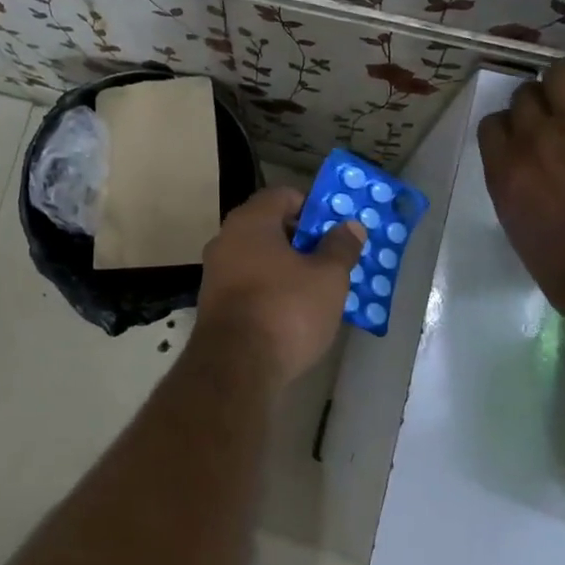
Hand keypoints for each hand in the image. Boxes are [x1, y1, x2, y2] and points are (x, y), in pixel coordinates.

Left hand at [197, 186, 364, 386]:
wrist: (236, 368)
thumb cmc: (286, 309)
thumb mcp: (328, 277)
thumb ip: (341, 247)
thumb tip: (350, 225)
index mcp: (251, 221)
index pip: (284, 195)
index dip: (313, 207)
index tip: (336, 228)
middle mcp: (226, 239)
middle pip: (270, 227)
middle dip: (303, 240)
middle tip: (333, 258)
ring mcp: (215, 273)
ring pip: (259, 258)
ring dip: (287, 267)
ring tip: (319, 288)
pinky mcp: (213, 305)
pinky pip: (249, 285)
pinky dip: (271, 290)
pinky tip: (293, 312)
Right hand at [477, 38, 564, 312]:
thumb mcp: (525, 235)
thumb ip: (522, 199)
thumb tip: (534, 193)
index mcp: (504, 169)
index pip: (494, 124)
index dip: (513, 125)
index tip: (530, 135)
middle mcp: (533, 135)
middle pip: (526, 93)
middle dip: (543, 100)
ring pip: (564, 69)